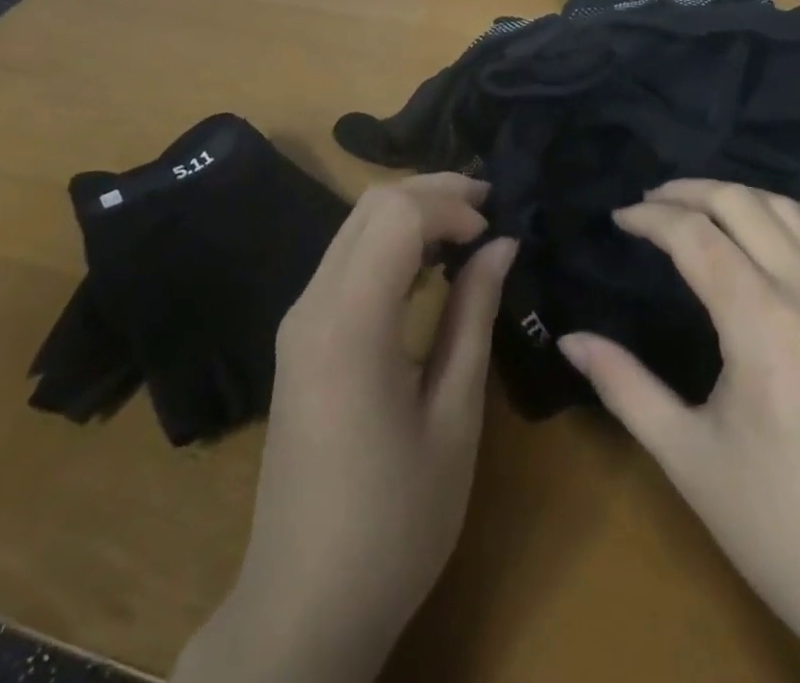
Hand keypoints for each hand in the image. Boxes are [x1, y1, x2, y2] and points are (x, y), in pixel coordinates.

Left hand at [174, 174, 516, 682]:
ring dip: (412, 212)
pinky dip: (391, 242)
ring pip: (355, 225)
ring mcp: (299, 320)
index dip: (451, 206)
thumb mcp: (454, 417)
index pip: (396, 214)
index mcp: (349, 324)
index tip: (494, 234)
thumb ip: (473, 315)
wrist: (303, 607)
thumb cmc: (394, 522)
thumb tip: (501, 245)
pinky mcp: (300, 337)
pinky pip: (346, 259)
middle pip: (371, 205)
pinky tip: (428, 265)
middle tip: (489, 208)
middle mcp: (312, 305)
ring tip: (468, 228)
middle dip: (433, 192)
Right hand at [558, 181, 799, 682]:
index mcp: (760, 321)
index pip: (695, 235)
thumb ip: (624, 387)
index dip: (650, 218)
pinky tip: (787, 222)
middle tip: (650, 202)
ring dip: (742, 196)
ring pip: (793, 212)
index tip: (618, 218)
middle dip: (689, 192)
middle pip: (743, 205)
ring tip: (702, 206)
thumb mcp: (688, 459)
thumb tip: (569, 338)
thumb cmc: (782, 529)